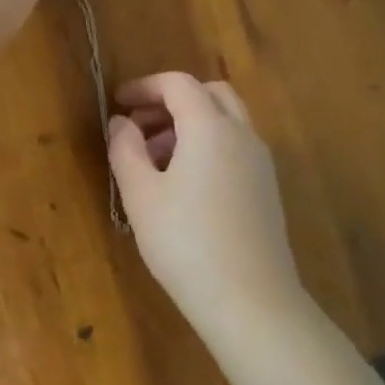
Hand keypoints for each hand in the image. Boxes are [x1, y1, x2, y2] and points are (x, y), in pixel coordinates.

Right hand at [108, 72, 306, 339]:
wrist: (250, 300)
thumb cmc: (185, 242)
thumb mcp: (140, 194)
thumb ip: (125, 149)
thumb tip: (121, 123)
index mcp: (210, 128)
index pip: (178, 84)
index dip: (145, 87)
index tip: (117, 103)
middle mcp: (242, 136)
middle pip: (210, 94)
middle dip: (171, 101)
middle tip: (139, 126)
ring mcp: (260, 163)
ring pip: (225, 121)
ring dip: (188, 124)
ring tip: (152, 159)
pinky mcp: (266, 189)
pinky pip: (234, 147)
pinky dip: (207, 146)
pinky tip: (182, 185)